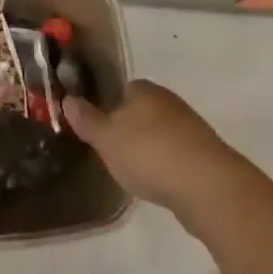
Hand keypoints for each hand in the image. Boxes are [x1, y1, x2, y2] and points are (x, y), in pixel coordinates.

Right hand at [62, 80, 235, 215]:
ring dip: (152, 148)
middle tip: (115, 152)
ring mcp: (190, 126)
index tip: (102, 129)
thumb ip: (87, 120)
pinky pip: (178, 154)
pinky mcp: (205, 153)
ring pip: (163, 132)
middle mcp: (169, 101)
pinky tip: (161, 183)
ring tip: (136, 171)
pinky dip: (168, 165)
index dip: (112, 106)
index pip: (125, 89)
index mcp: (144, 90)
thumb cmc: (148, 153)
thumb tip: (67, 99)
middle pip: (144, 110)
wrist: (205, 184)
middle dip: (132, 128)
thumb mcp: (106, 138)